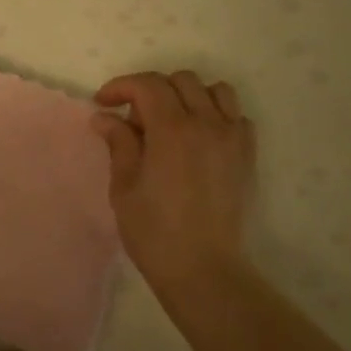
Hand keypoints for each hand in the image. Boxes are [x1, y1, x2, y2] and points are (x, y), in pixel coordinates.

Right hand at [93, 71, 254, 288]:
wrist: (203, 269)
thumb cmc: (154, 231)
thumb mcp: (124, 186)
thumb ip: (119, 143)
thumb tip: (105, 117)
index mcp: (172, 129)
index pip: (147, 85)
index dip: (121, 86)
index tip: (103, 104)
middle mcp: (207, 124)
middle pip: (181, 80)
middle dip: (152, 90)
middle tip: (135, 121)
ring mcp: (233, 138)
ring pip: (215, 91)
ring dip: (189, 97)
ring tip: (171, 122)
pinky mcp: (247, 156)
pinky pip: (235, 117)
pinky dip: (216, 116)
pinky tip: (199, 140)